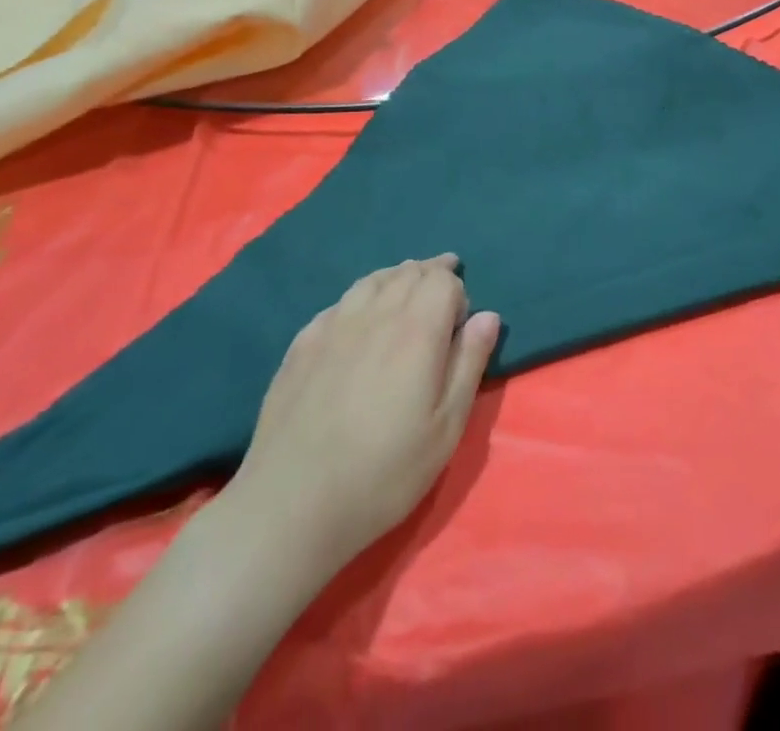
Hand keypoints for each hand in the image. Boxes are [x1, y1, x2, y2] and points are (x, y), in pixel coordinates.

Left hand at [221, 255, 500, 575]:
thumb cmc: (383, 472)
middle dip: (430, 274)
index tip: (460, 326)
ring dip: (396, 279)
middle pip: (408, 272)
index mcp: (417, 329)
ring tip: (406, 289)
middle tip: (441, 291)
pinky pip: (339, 303)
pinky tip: (359, 318)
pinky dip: (360, 298)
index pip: (443, 281)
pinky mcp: (301, 344)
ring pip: (372, 281)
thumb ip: (469, 363)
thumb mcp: (446, 427)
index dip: (458, 294)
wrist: (291, 506)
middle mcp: (375, 314)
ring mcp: (333, 326)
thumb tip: (488, 316)